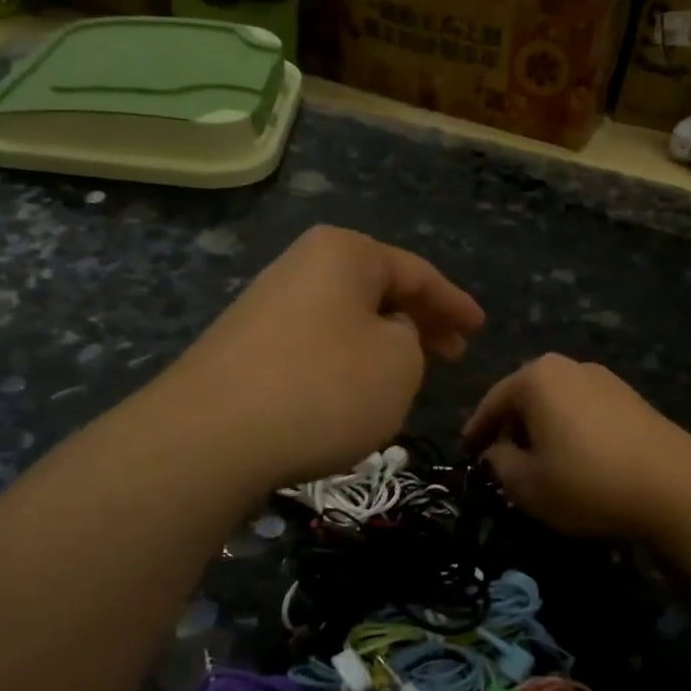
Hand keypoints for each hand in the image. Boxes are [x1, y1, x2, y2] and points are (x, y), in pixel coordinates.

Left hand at [161, 226, 483, 488]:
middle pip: (377, 290)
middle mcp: (301, 266)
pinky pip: (315, 346)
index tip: (479, 328)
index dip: (454, 303)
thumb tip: (385, 335)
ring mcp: (266, 305)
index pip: (417, 272)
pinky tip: (353, 394)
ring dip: (382, 343)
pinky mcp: (244, 347)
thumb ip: (411, 340)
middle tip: (453, 353)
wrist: (210, 437)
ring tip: (407, 376)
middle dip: (419, 321)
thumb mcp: (399, 364)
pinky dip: (346, 363)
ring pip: (346, 319)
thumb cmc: (324, 389)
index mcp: (345, 254)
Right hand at [463, 355, 690, 538]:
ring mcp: (604, 378)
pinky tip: (575, 460)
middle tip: (500, 460)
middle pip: (525, 397)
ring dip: (542, 430)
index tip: (467, 453)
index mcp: (536, 377)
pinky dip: (570, 431)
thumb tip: (496, 451)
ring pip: (556, 404)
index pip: (492, 402)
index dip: (476, 431)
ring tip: (538, 463)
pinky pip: (584, 411)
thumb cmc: (587, 481)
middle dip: (510, 428)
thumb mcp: (526, 484)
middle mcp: (569, 366)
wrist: (676, 486)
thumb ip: (499, 463)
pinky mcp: (631, 398)